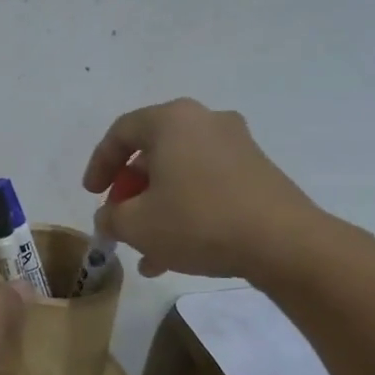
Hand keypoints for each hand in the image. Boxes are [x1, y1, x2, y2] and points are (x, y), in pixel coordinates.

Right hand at [82, 98, 327, 281]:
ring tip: (144, 250)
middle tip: (119, 219)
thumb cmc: (198, 221)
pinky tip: (175, 254)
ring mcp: (237, 146)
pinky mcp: (257, 172)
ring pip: (180, 174)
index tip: (92, 194)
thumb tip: (110, 216)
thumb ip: (111, 217)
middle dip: (130, 191)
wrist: (283, 243)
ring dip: (156, 208)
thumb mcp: (137, 224)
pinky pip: (206, 186)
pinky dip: (185, 210)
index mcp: (172, 121)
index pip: (121, 132)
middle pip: (153, 153)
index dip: (99, 164)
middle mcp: (206, 122)